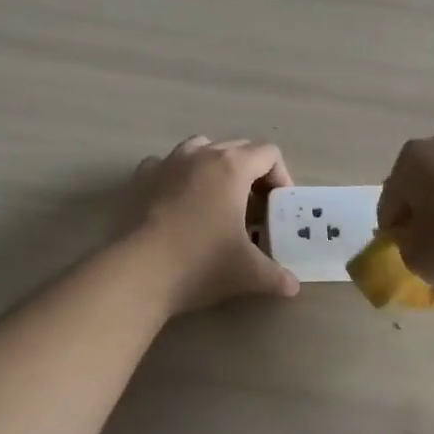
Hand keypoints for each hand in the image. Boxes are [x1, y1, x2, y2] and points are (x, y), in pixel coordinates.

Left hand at [123, 136, 301, 313]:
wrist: (140, 272)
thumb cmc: (201, 264)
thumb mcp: (248, 272)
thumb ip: (276, 275)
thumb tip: (292, 286)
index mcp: (233, 167)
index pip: (268, 153)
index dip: (281, 176)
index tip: (277, 206)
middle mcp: (202, 154)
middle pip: (238, 146)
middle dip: (252, 172)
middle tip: (254, 207)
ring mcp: (169, 161)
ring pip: (201, 147)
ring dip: (216, 165)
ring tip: (218, 198)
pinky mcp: (143, 176)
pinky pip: (168, 163)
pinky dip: (179, 174)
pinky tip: (179, 199)